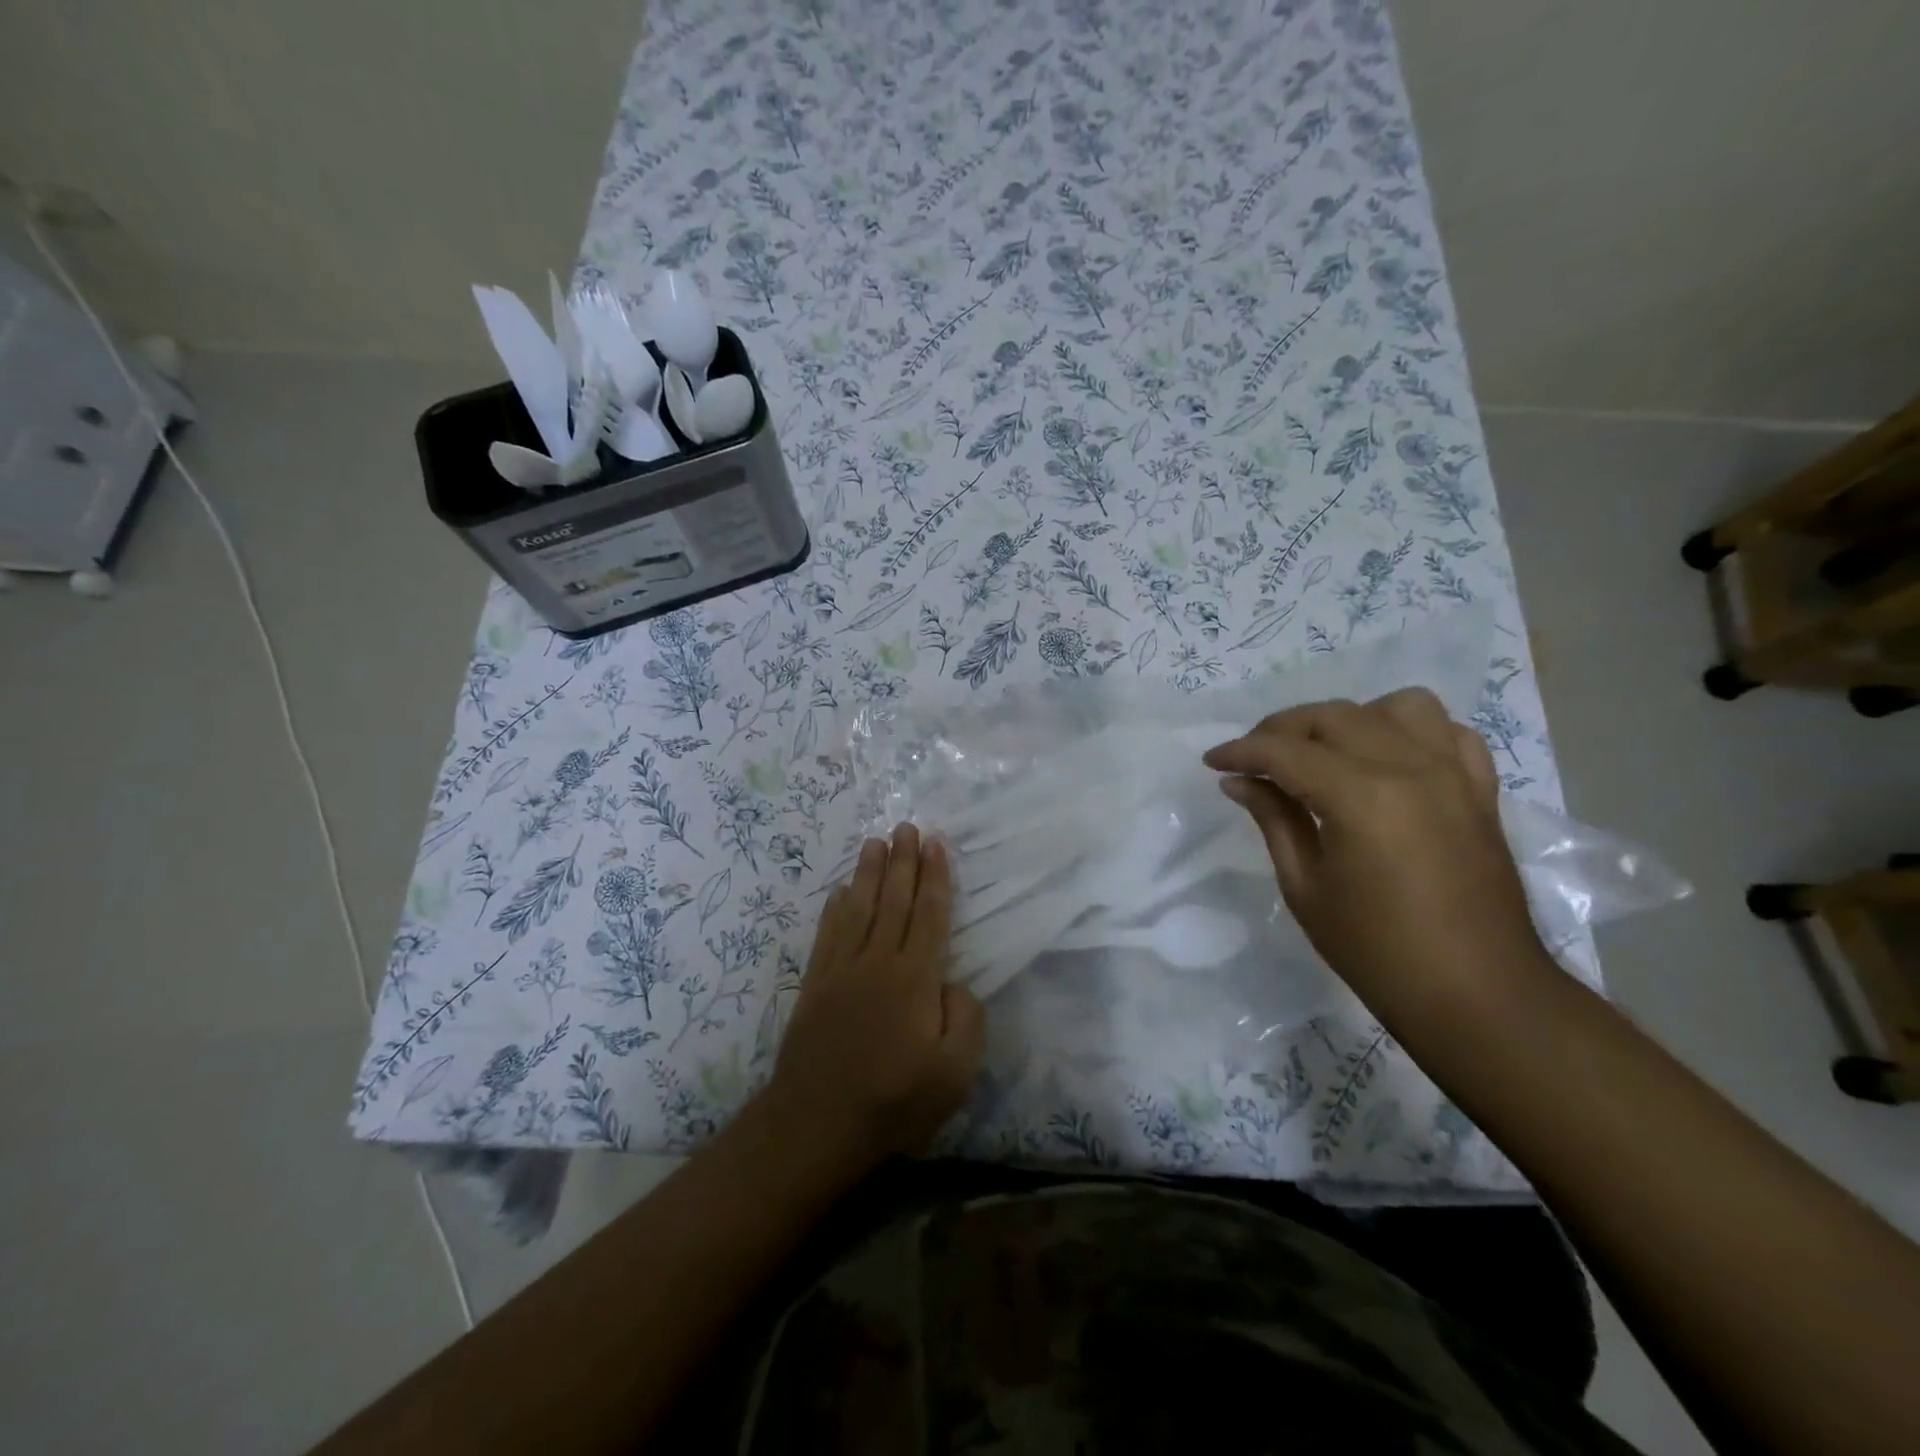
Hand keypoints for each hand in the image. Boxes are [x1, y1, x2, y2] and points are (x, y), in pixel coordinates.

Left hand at [770, 823, 983, 1169]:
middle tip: (907, 826)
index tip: (935, 843)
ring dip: (869, 872)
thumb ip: (965, 1019)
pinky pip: (828, 933)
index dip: (934, 877)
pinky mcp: (815, 984)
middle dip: (903, 861)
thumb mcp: (954, 1073)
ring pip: (859, 907)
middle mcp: (878, 961)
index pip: (929, 914)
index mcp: (915, 978)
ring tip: (876, 841)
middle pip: (894, 900)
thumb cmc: (894, 1101)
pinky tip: (841, 890)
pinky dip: (836, 907)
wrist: (817, 1124)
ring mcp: (842, 970)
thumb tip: (954, 982)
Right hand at [1202, 689, 1551, 1016]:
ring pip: (1395, 706)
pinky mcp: (1480, 790)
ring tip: (1325, 752)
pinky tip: (1388, 758)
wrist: (1478, 995)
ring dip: (1350, 720)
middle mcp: (1409, 768)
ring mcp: (1453, 774)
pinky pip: (1448, 731)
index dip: (1241, 751)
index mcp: (1360, 797)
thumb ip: (1274, 820)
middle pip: (1332, 717)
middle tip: (1254, 760)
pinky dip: (1411, 732)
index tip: (1212, 761)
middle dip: (1282, 730)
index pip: (1285, 751)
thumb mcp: (1305, 887)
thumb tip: (1239, 781)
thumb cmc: (1377, 950)